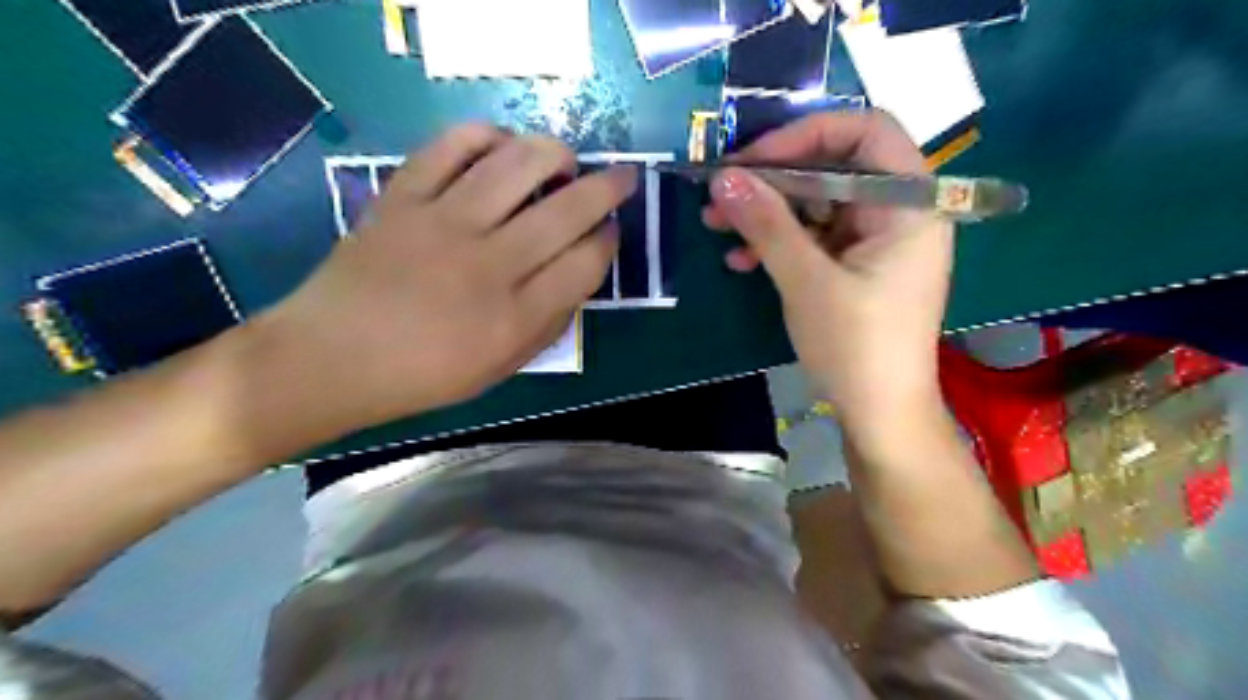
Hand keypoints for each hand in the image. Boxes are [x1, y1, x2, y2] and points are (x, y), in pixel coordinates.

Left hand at [260, 124, 634, 434]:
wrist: (331, 358)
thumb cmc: (423, 375)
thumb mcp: (501, 368)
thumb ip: (549, 322)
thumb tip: (580, 272)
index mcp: (514, 319)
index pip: (585, 264)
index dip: (609, 241)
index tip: (611, 233)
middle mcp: (486, 266)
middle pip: (566, 211)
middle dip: (608, 189)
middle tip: (624, 178)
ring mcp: (442, 224)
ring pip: (516, 166)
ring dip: (555, 154)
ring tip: (565, 160)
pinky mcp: (402, 198)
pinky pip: (450, 147)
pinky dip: (485, 136)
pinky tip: (502, 145)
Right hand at [701, 112, 956, 444]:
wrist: (879, 414)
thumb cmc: (856, 346)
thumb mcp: (807, 281)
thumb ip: (767, 224)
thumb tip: (723, 177)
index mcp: (909, 204)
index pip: (865, 132)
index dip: (805, 135)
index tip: (752, 159)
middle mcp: (898, 212)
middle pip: (834, 167)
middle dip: (772, 179)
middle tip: (720, 191)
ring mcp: (876, 240)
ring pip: (816, 203)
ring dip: (766, 212)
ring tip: (716, 225)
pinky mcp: (855, 265)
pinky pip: (814, 236)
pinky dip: (778, 242)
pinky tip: (741, 260)